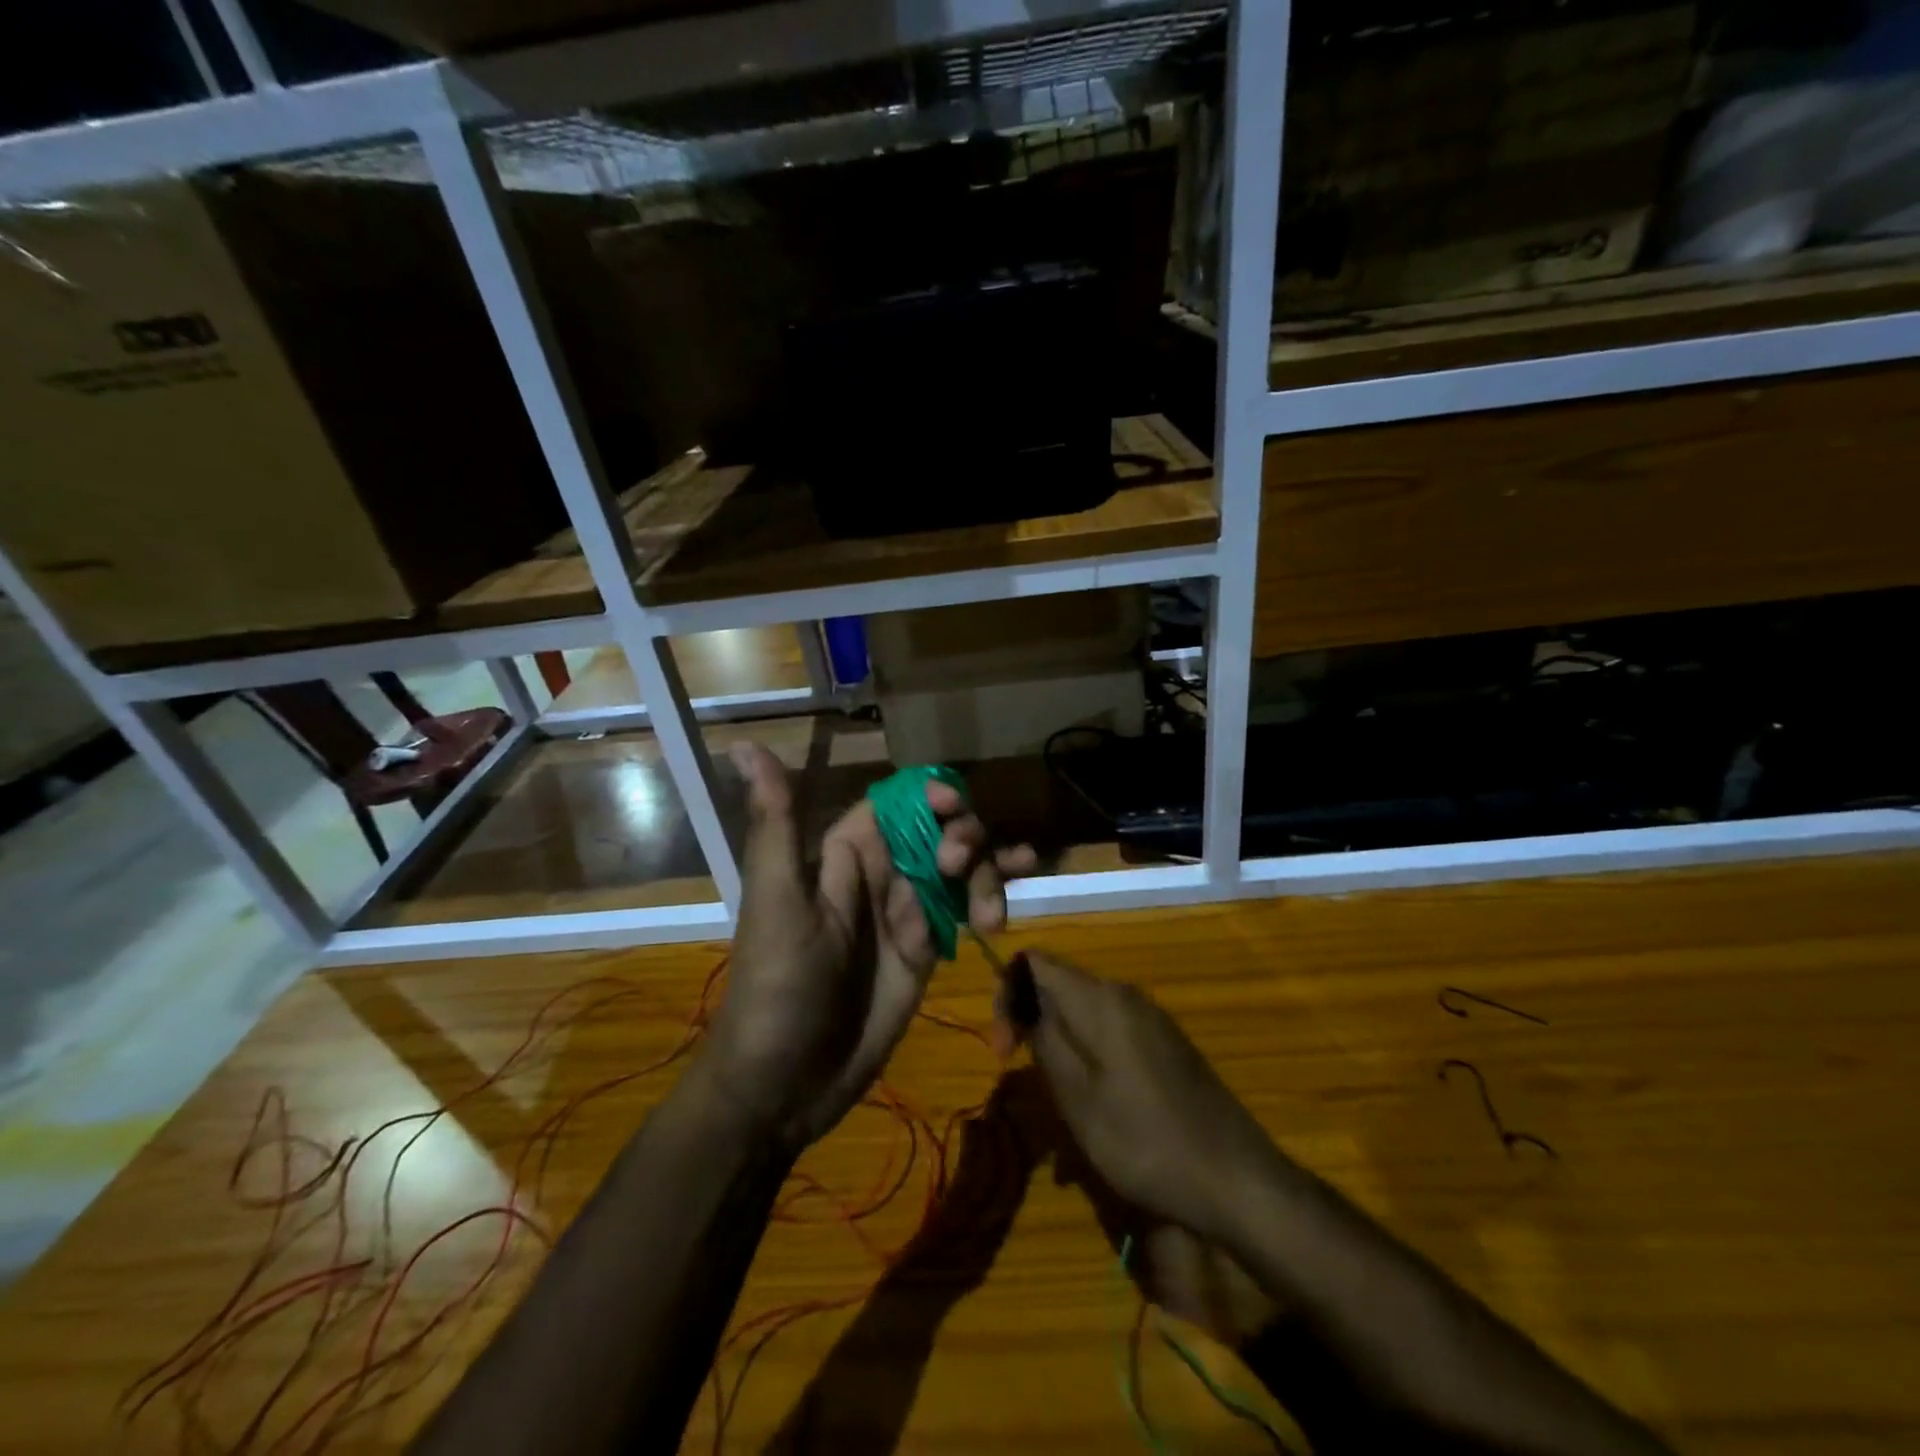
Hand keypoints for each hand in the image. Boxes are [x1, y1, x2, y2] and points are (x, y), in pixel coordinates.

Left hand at [707, 743, 1035, 1151]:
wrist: (786, 1083)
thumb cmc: (777, 987)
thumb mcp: (777, 900)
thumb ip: (776, 823)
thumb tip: (745, 745)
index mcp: (843, 855)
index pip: (896, 804)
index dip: (929, 796)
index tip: (953, 804)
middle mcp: (879, 875)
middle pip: (938, 831)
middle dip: (963, 837)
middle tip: (959, 868)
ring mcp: (907, 913)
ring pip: (961, 868)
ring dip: (987, 869)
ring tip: (990, 910)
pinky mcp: (928, 949)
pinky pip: (966, 908)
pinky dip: (995, 893)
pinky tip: (1021, 887)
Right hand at [1000, 950, 1281, 1250]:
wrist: (1238, 1180)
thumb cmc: (1146, 1141)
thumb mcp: (1077, 1098)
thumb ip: (1044, 1039)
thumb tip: (1023, 1001)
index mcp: (1101, 999)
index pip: (1035, 963)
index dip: (1007, 994)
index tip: (1003, 1050)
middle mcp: (1126, 995)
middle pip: (1059, 985)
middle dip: (1031, 1022)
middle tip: (1021, 1074)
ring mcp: (1151, 1019)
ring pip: (1085, 1014)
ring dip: (1059, 1046)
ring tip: (1058, 1103)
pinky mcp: (1166, 1045)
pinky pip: (1111, 1034)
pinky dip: (1089, 1059)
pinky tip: (1094, 1109)